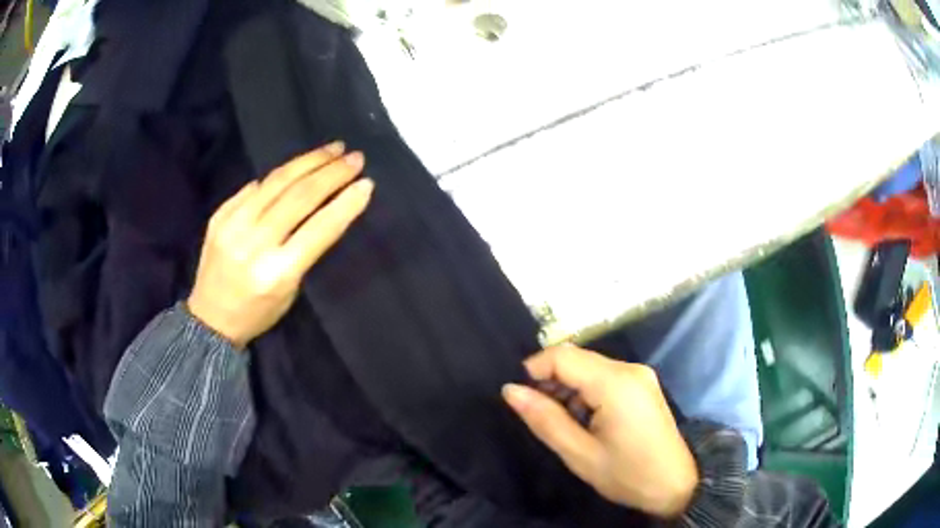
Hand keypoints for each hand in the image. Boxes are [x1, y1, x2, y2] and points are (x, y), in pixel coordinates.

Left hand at [187, 141, 372, 347]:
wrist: (210, 318)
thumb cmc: (258, 312)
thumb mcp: (290, 290)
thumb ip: (304, 248)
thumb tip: (317, 203)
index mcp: (277, 273)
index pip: (320, 229)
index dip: (346, 203)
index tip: (367, 183)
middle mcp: (254, 245)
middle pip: (299, 197)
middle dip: (332, 173)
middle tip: (355, 158)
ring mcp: (232, 226)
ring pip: (277, 182)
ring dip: (308, 162)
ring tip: (332, 149)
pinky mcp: (219, 216)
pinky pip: (254, 187)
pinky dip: (278, 176)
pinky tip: (295, 168)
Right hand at [502, 346, 697, 517]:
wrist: (675, 484)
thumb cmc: (626, 475)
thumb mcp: (579, 454)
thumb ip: (544, 419)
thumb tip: (510, 390)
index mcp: (616, 383)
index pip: (563, 355)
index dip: (534, 369)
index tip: (520, 398)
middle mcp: (629, 369)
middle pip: (577, 358)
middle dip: (550, 381)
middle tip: (538, 415)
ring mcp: (639, 374)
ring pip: (589, 366)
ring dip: (567, 388)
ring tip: (562, 422)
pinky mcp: (642, 384)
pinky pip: (604, 376)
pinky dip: (585, 391)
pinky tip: (584, 419)